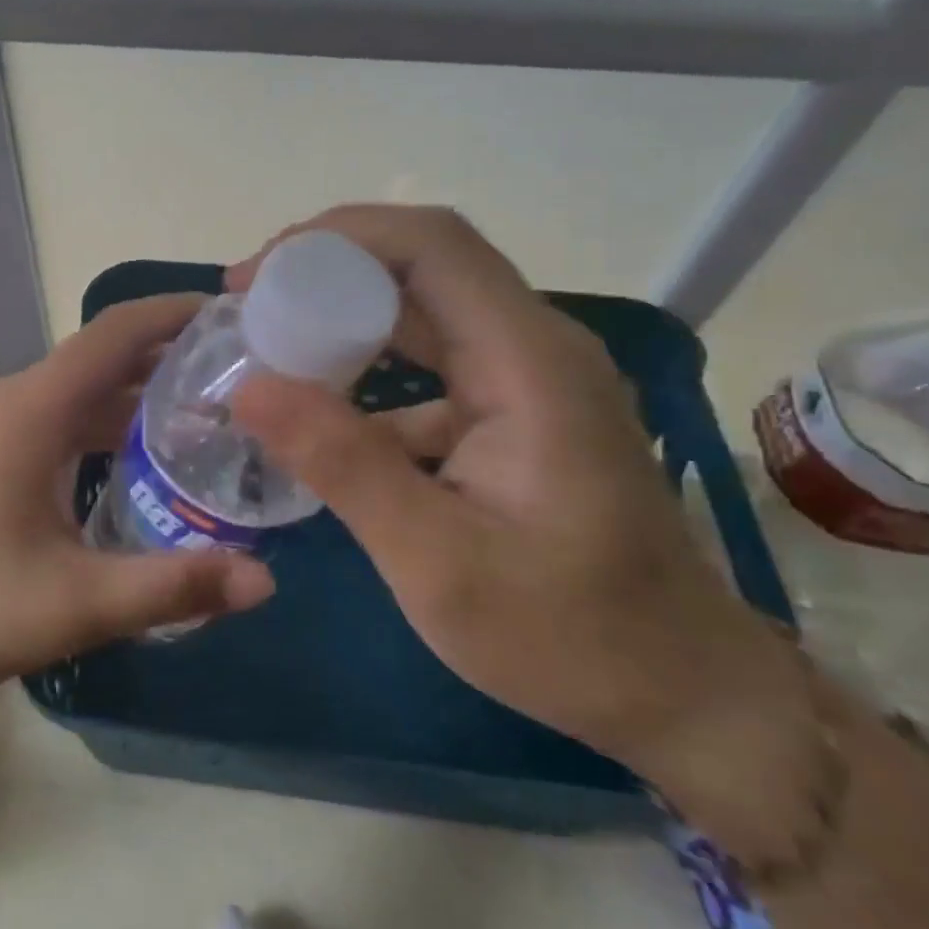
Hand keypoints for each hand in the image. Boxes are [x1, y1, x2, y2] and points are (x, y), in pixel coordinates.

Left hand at [0, 294, 275, 705]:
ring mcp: (0, 428)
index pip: (118, 331)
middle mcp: (18, 402)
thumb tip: (266, 578)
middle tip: (245, 371)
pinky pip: (65, 419)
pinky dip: (112, 424)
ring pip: (86, 390)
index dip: (177, 311)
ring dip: (143, 392)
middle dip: (174, 353)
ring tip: (213, 410)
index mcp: (35, 409)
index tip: (236, 312)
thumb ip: (173, 586)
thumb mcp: (74, 604)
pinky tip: (147, 458)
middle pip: (106, 355)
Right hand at [227, 205, 815, 834]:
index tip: (255, 276)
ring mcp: (528, 373)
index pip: (430, 245)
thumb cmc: (568, 633)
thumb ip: (343, 465)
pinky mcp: (517, 406)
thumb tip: (248, 388)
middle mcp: (533, 345)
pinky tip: (323, 410)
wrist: (681, 690)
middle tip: (247, 304)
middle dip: (326, 268)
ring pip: (423, 306)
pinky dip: (369, 365)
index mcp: (527, 361)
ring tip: (269, 341)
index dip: (335, 238)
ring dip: (343, 312)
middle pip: (422, 261)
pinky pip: (433, 358)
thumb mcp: (436, 561)